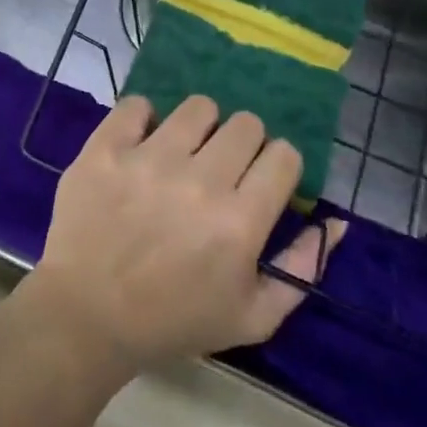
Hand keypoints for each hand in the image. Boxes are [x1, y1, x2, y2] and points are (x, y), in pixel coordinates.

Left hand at [22, 97, 345, 373]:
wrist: (87, 315)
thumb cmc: (174, 321)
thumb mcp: (253, 316)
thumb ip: (302, 268)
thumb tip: (338, 221)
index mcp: (239, 223)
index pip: (283, 155)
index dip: (277, 165)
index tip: (261, 180)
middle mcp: (200, 181)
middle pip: (245, 124)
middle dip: (242, 144)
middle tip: (221, 169)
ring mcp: (149, 159)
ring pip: (198, 107)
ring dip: (198, 127)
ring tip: (182, 153)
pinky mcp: (106, 148)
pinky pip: (137, 105)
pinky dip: (143, 119)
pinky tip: (141, 144)